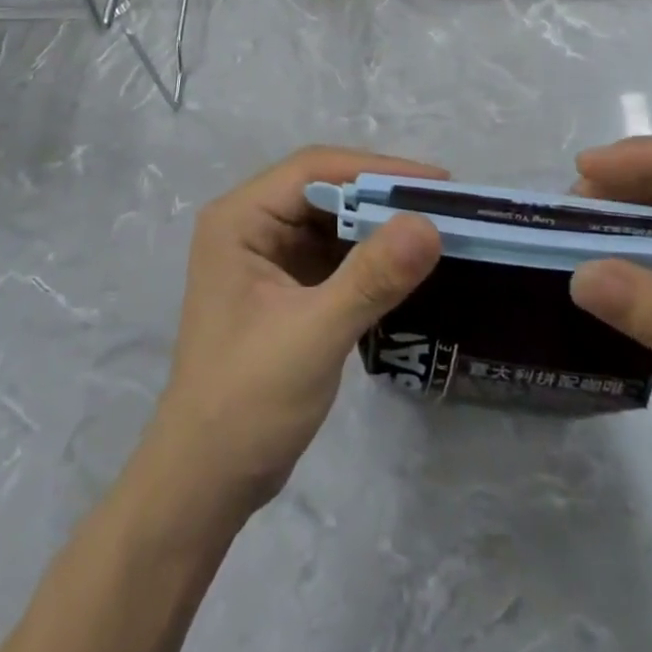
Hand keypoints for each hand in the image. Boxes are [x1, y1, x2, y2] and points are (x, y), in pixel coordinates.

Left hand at [147, 147, 442, 517]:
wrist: (207, 481)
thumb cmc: (248, 401)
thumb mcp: (314, 334)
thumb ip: (371, 278)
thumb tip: (428, 225)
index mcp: (240, 218)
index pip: (313, 169)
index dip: (375, 169)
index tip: (436, 182)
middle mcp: (250, 224)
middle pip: (324, 188)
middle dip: (381, 196)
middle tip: (444, 205)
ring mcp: (265, 256)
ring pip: (330, 220)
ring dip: (377, 224)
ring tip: (435, 228)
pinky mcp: (283, 286)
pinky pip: (331, 253)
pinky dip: (367, 255)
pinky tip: (405, 263)